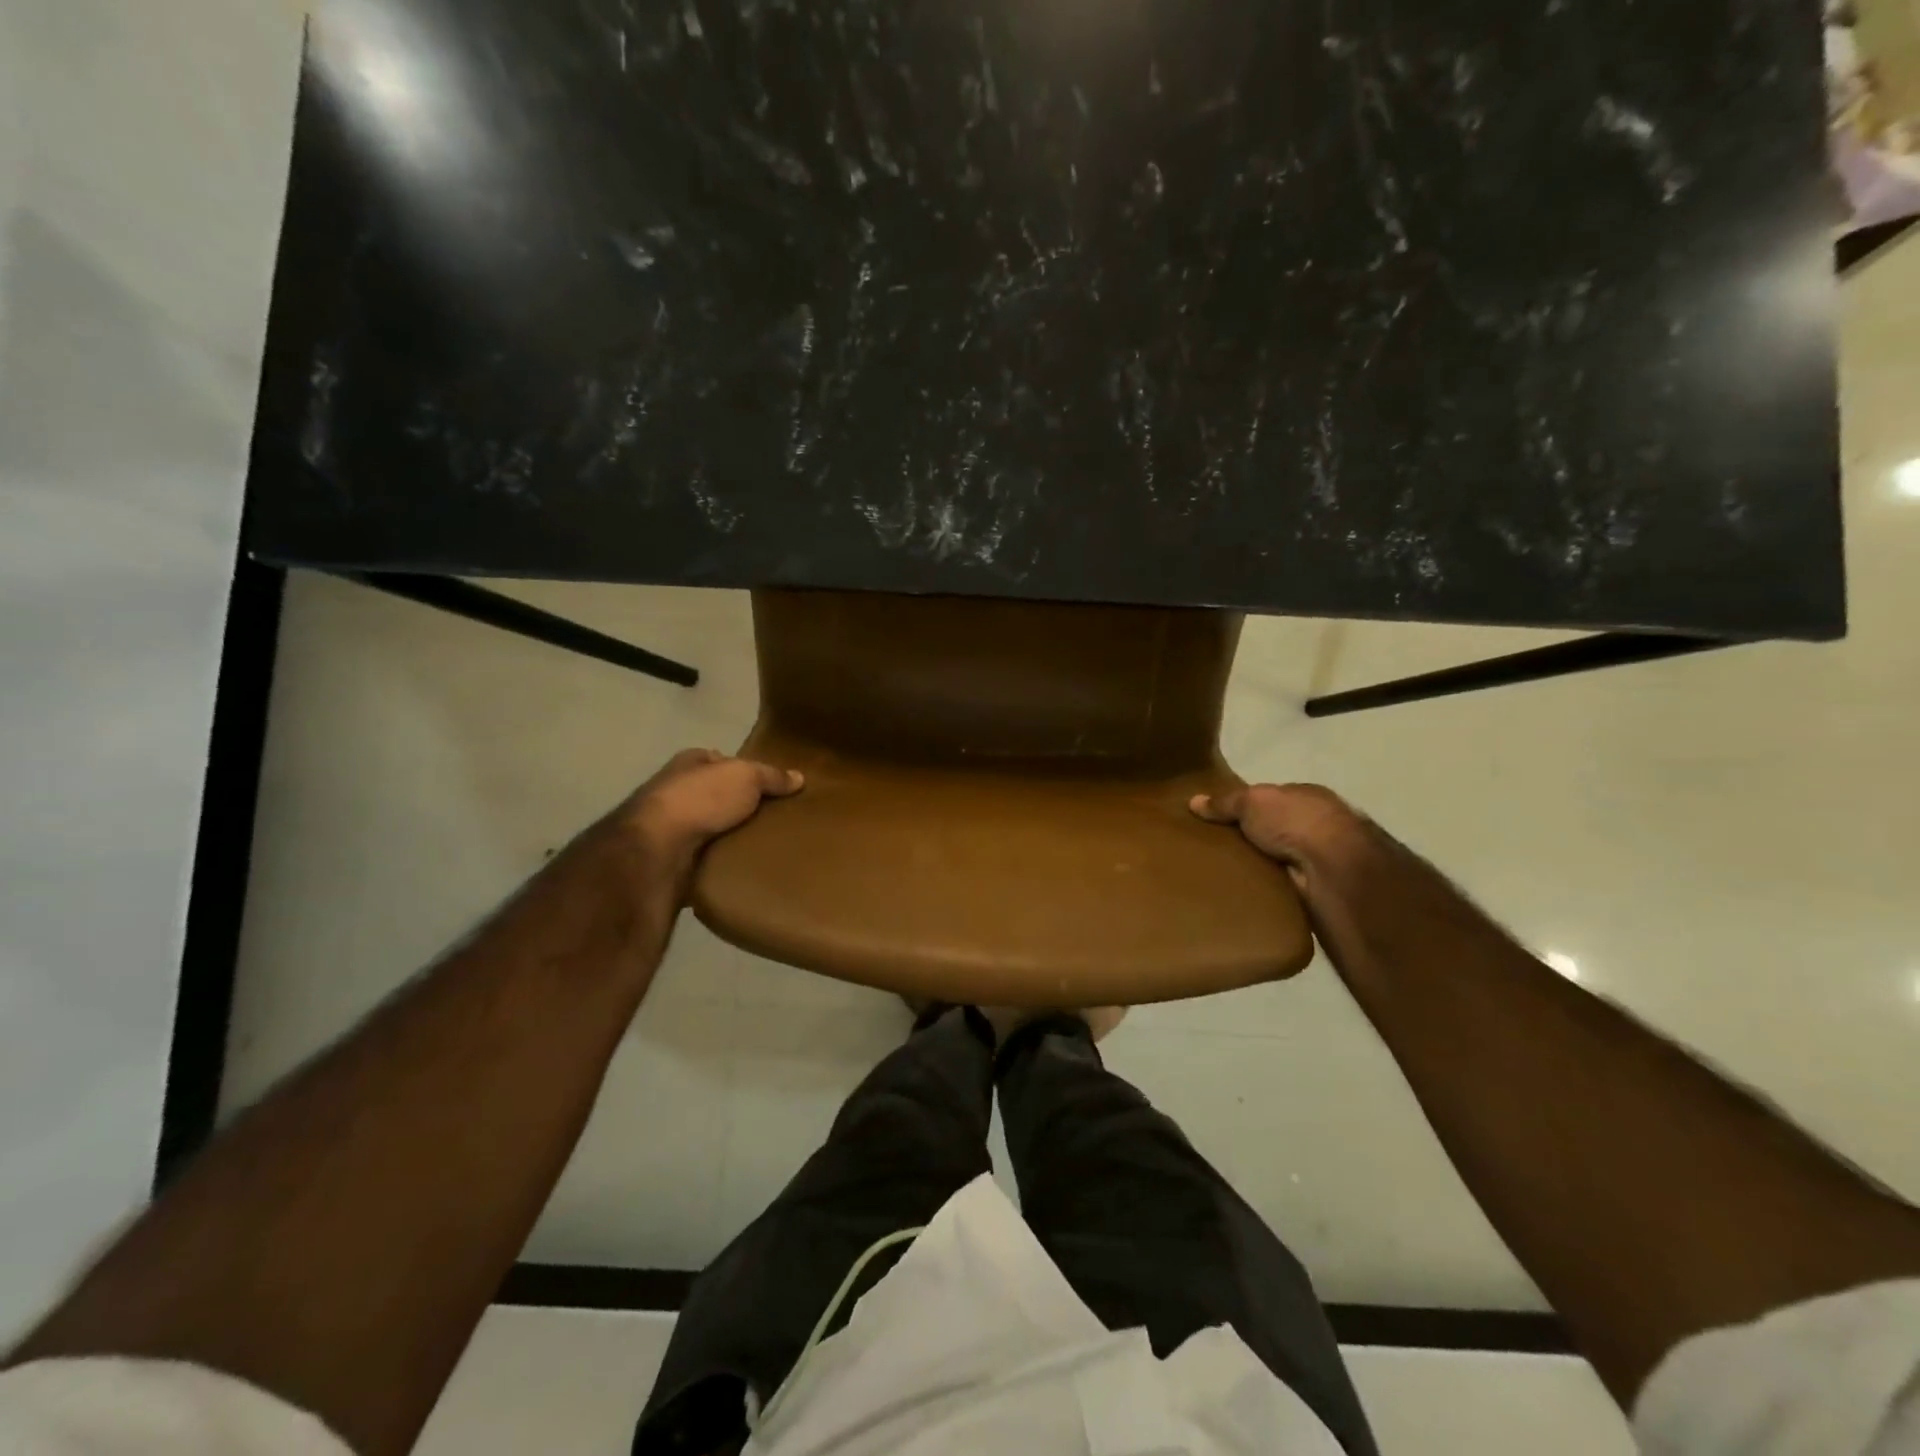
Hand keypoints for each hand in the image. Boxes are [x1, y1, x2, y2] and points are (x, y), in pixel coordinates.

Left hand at [626, 749, 803, 871]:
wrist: (658, 850)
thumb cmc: (701, 799)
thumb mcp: (746, 777)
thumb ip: (771, 776)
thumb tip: (799, 777)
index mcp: (689, 763)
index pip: (720, 760)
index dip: (744, 769)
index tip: (771, 785)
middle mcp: (676, 790)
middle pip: (716, 794)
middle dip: (740, 804)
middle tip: (776, 817)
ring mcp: (670, 826)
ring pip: (711, 826)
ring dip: (731, 834)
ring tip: (767, 842)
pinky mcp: (671, 857)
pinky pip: (705, 855)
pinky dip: (721, 858)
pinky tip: (745, 864)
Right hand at [1190, 783, 1396, 978]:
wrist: (1332, 867)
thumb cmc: (1294, 821)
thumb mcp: (1252, 801)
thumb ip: (1225, 802)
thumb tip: (1193, 801)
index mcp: (1308, 797)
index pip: (1275, 799)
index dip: (1248, 806)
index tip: (1220, 818)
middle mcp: (1319, 825)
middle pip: (1276, 829)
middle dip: (1252, 838)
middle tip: (1214, 847)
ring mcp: (1321, 858)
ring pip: (1279, 858)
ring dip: (1259, 865)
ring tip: (1221, 873)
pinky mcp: (1317, 887)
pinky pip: (1282, 885)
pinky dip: (1266, 888)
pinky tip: (1243, 893)